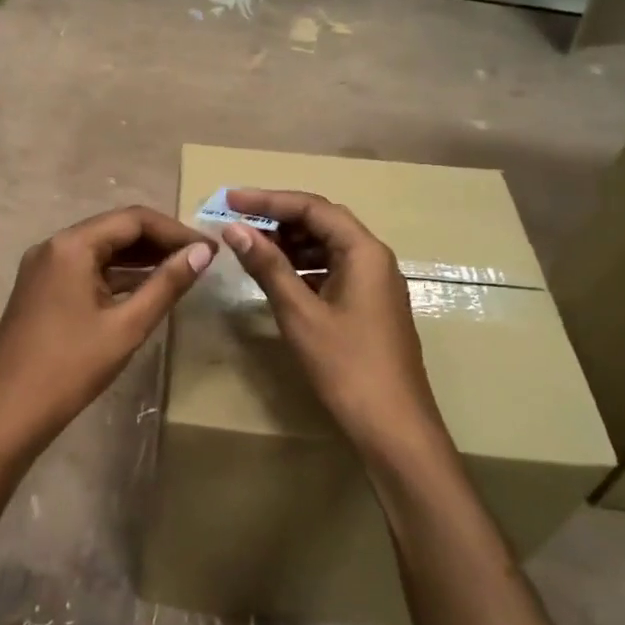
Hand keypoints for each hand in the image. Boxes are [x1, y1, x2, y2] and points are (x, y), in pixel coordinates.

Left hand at [0, 206, 213, 449]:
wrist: (9, 411)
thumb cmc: (71, 368)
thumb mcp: (127, 326)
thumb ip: (167, 284)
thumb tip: (203, 252)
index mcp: (71, 246)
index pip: (133, 220)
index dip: (175, 230)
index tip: (208, 249)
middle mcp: (54, 246)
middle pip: (115, 230)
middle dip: (159, 242)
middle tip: (199, 259)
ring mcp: (43, 267)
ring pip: (100, 249)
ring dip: (139, 258)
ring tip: (180, 272)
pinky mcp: (40, 288)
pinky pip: (85, 269)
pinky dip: (116, 275)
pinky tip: (144, 289)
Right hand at [219, 189, 445, 457]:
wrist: (393, 426)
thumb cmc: (346, 366)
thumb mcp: (300, 313)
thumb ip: (268, 267)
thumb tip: (235, 229)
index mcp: (364, 251)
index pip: (313, 208)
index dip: (268, 200)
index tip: (230, 199)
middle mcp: (374, 258)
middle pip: (323, 222)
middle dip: (278, 219)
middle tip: (237, 223)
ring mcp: (374, 283)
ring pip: (327, 248)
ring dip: (289, 244)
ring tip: (250, 248)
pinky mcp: (369, 306)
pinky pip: (332, 271)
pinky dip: (303, 269)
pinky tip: (277, 279)